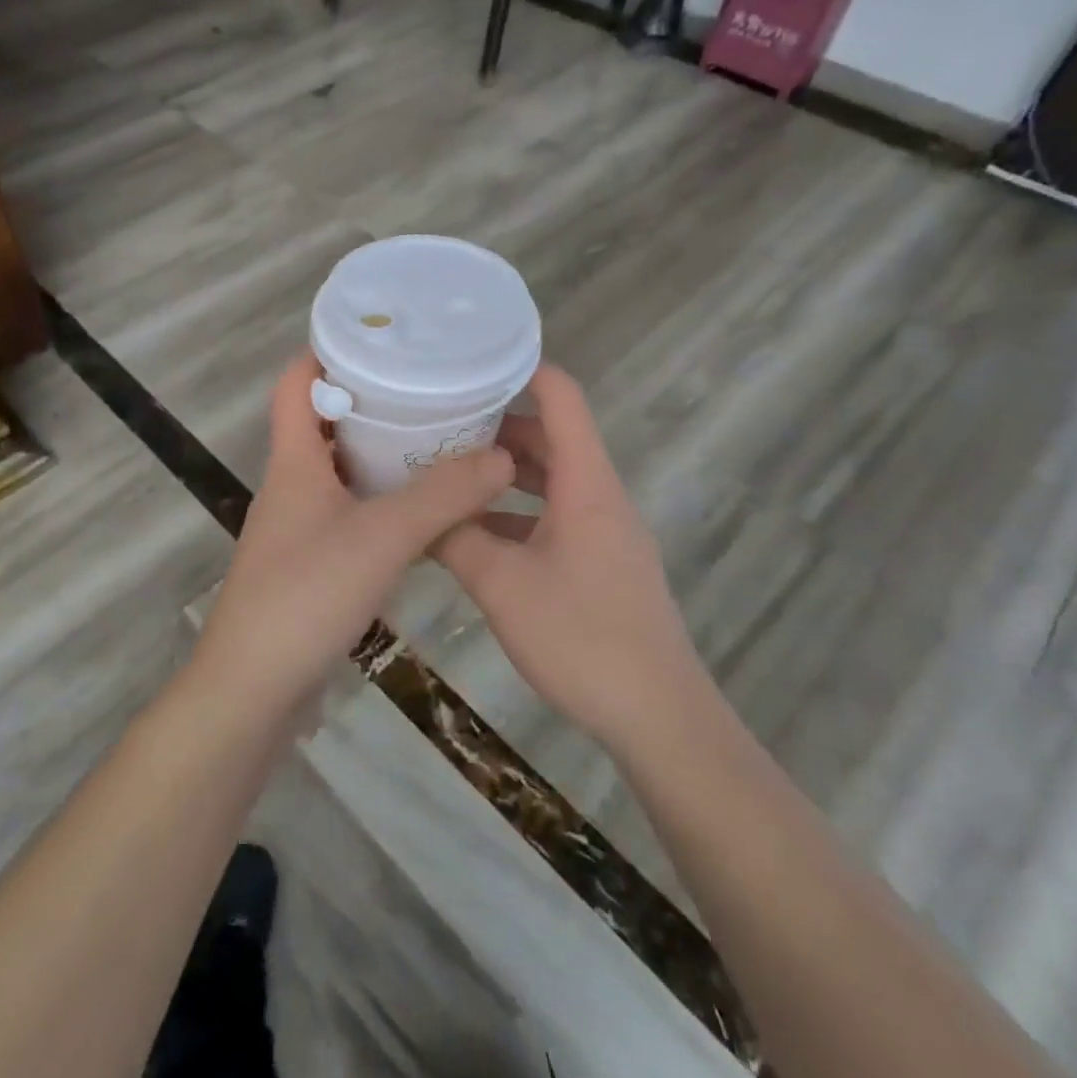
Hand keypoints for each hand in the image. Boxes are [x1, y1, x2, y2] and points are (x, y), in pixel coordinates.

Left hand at [192, 352, 514, 717]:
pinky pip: (350, 514)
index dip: (326, 352)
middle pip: (324, 423)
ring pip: (341, 472)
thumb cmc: (306, 596)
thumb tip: (500, 454)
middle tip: (428, 386)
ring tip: (436, 439)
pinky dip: (382, 501)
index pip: (296, 383)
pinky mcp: (311, 564)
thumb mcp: (381, 536)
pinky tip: (423, 510)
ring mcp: (299, 527)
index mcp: (293, 461)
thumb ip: (442, 495)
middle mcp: (292, 485)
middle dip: (371, 401)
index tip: (379, 337)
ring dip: (381, 454)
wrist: (253, 689)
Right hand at [434, 364, 706, 744]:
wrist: (658, 717)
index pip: (562, 398)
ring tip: (444, 470)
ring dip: (501, 473)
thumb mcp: (501, 585)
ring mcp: (603, 531)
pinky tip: (472, 533)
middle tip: (436, 420)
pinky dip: (514, 513)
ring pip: (548, 480)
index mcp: (585, 483)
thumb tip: (418, 509)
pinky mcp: (600, 562)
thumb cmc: (582, 638)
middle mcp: (599, 495)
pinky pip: (552, 517)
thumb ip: (455, 538)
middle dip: (494, 424)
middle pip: (550, 437)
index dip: (521, 369)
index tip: (469, 361)